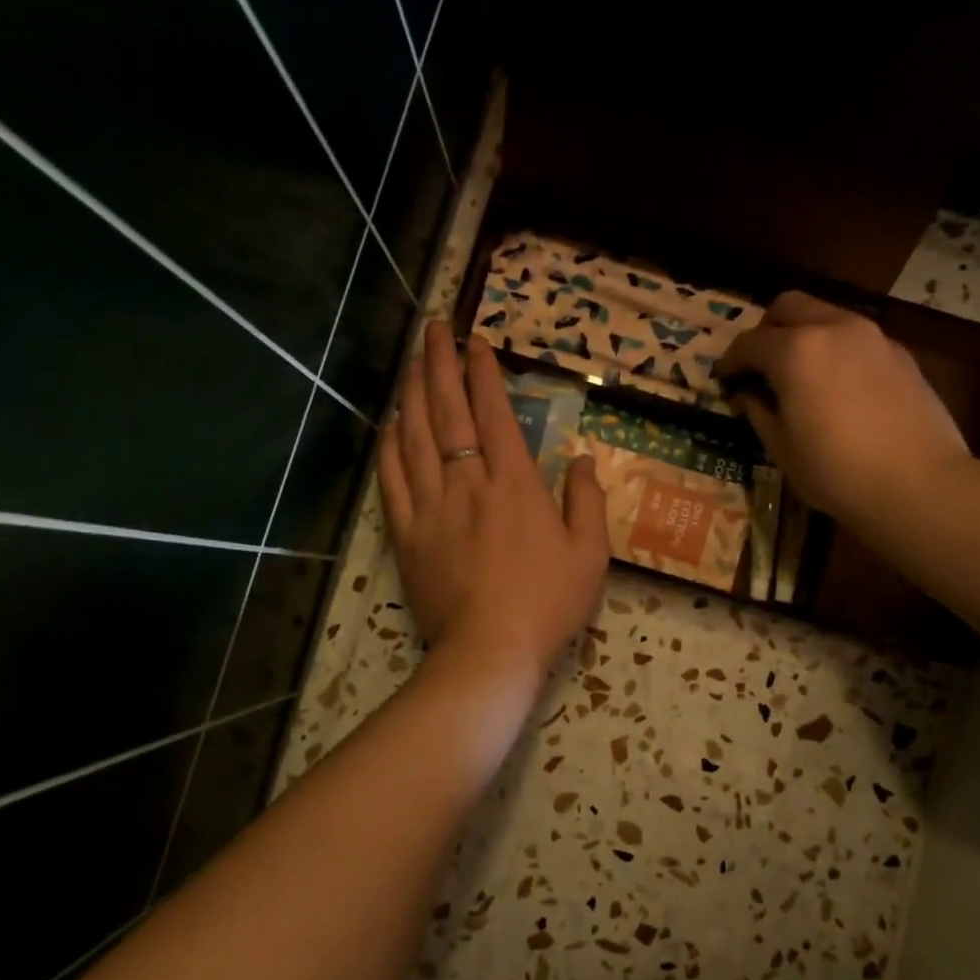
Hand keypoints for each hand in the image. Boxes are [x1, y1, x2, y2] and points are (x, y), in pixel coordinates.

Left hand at [378, 322, 609, 681]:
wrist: (489, 652)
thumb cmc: (547, 603)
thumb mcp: (590, 554)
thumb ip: (588, 501)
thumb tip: (584, 460)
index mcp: (514, 483)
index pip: (494, 412)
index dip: (483, 371)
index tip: (476, 341)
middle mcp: (468, 482)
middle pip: (447, 410)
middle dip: (439, 363)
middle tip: (433, 328)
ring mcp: (431, 506)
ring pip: (415, 435)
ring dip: (412, 392)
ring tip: (410, 360)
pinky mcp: (407, 533)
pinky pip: (392, 479)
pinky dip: (389, 445)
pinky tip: (390, 423)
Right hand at [717, 292, 971, 535]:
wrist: (919, 484)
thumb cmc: (836, 472)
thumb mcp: (781, 449)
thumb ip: (758, 411)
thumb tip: (746, 394)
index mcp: (795, 351)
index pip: (748, 343)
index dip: (730, 361)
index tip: (723, 379)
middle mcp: (832, 328)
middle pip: (788, 306)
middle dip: (766, 330)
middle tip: (760, 365)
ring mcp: (872, 336)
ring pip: (826, 315)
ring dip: (804, 335)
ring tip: (799, 374)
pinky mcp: (900, 353)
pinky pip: (855, 337)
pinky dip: (836, 349)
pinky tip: (838, 386)